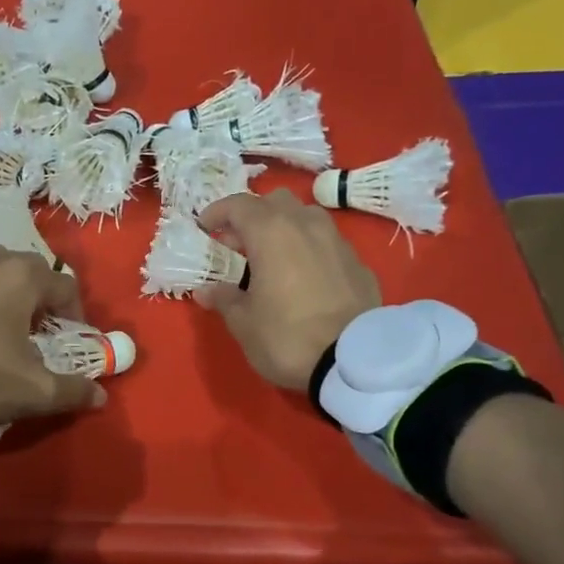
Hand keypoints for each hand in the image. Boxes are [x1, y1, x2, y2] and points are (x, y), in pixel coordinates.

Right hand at [196, 190, 381, 390]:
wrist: (352, 361)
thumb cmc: (286, 337)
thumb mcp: (243, 323)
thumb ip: (224, 298)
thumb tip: (207, 290)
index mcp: (271, 232)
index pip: (239, 205)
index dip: (217, 212)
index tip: (204, 227)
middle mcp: (306, 225)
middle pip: (276, 202)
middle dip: (253, 216)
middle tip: (237, 243)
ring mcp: (337, 242)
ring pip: (306, 218)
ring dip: (284, 228)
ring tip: (271, 257)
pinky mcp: (359, 264)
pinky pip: (327, 244)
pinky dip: (308, 250)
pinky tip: (302, 277)